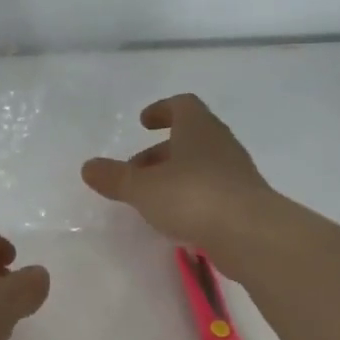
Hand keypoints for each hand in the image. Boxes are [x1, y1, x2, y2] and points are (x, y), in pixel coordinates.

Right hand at [80, 94, 277, 262]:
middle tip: (135, 171)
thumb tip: (88, 167)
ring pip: (200, 165)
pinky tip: (176, 219)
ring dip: (175, 176)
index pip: (182, 105)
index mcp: (198, 128)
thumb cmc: (192, 197)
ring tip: (150, 199)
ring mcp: (236, 174)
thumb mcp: (143, 188)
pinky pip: (212, 190)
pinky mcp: (244, 202)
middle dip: (160, 152)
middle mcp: (220, 144)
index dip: (161, 110)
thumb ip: (115, 178)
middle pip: (189, 138)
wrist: (251, 234)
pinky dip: (191, 197)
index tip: (143, 123)